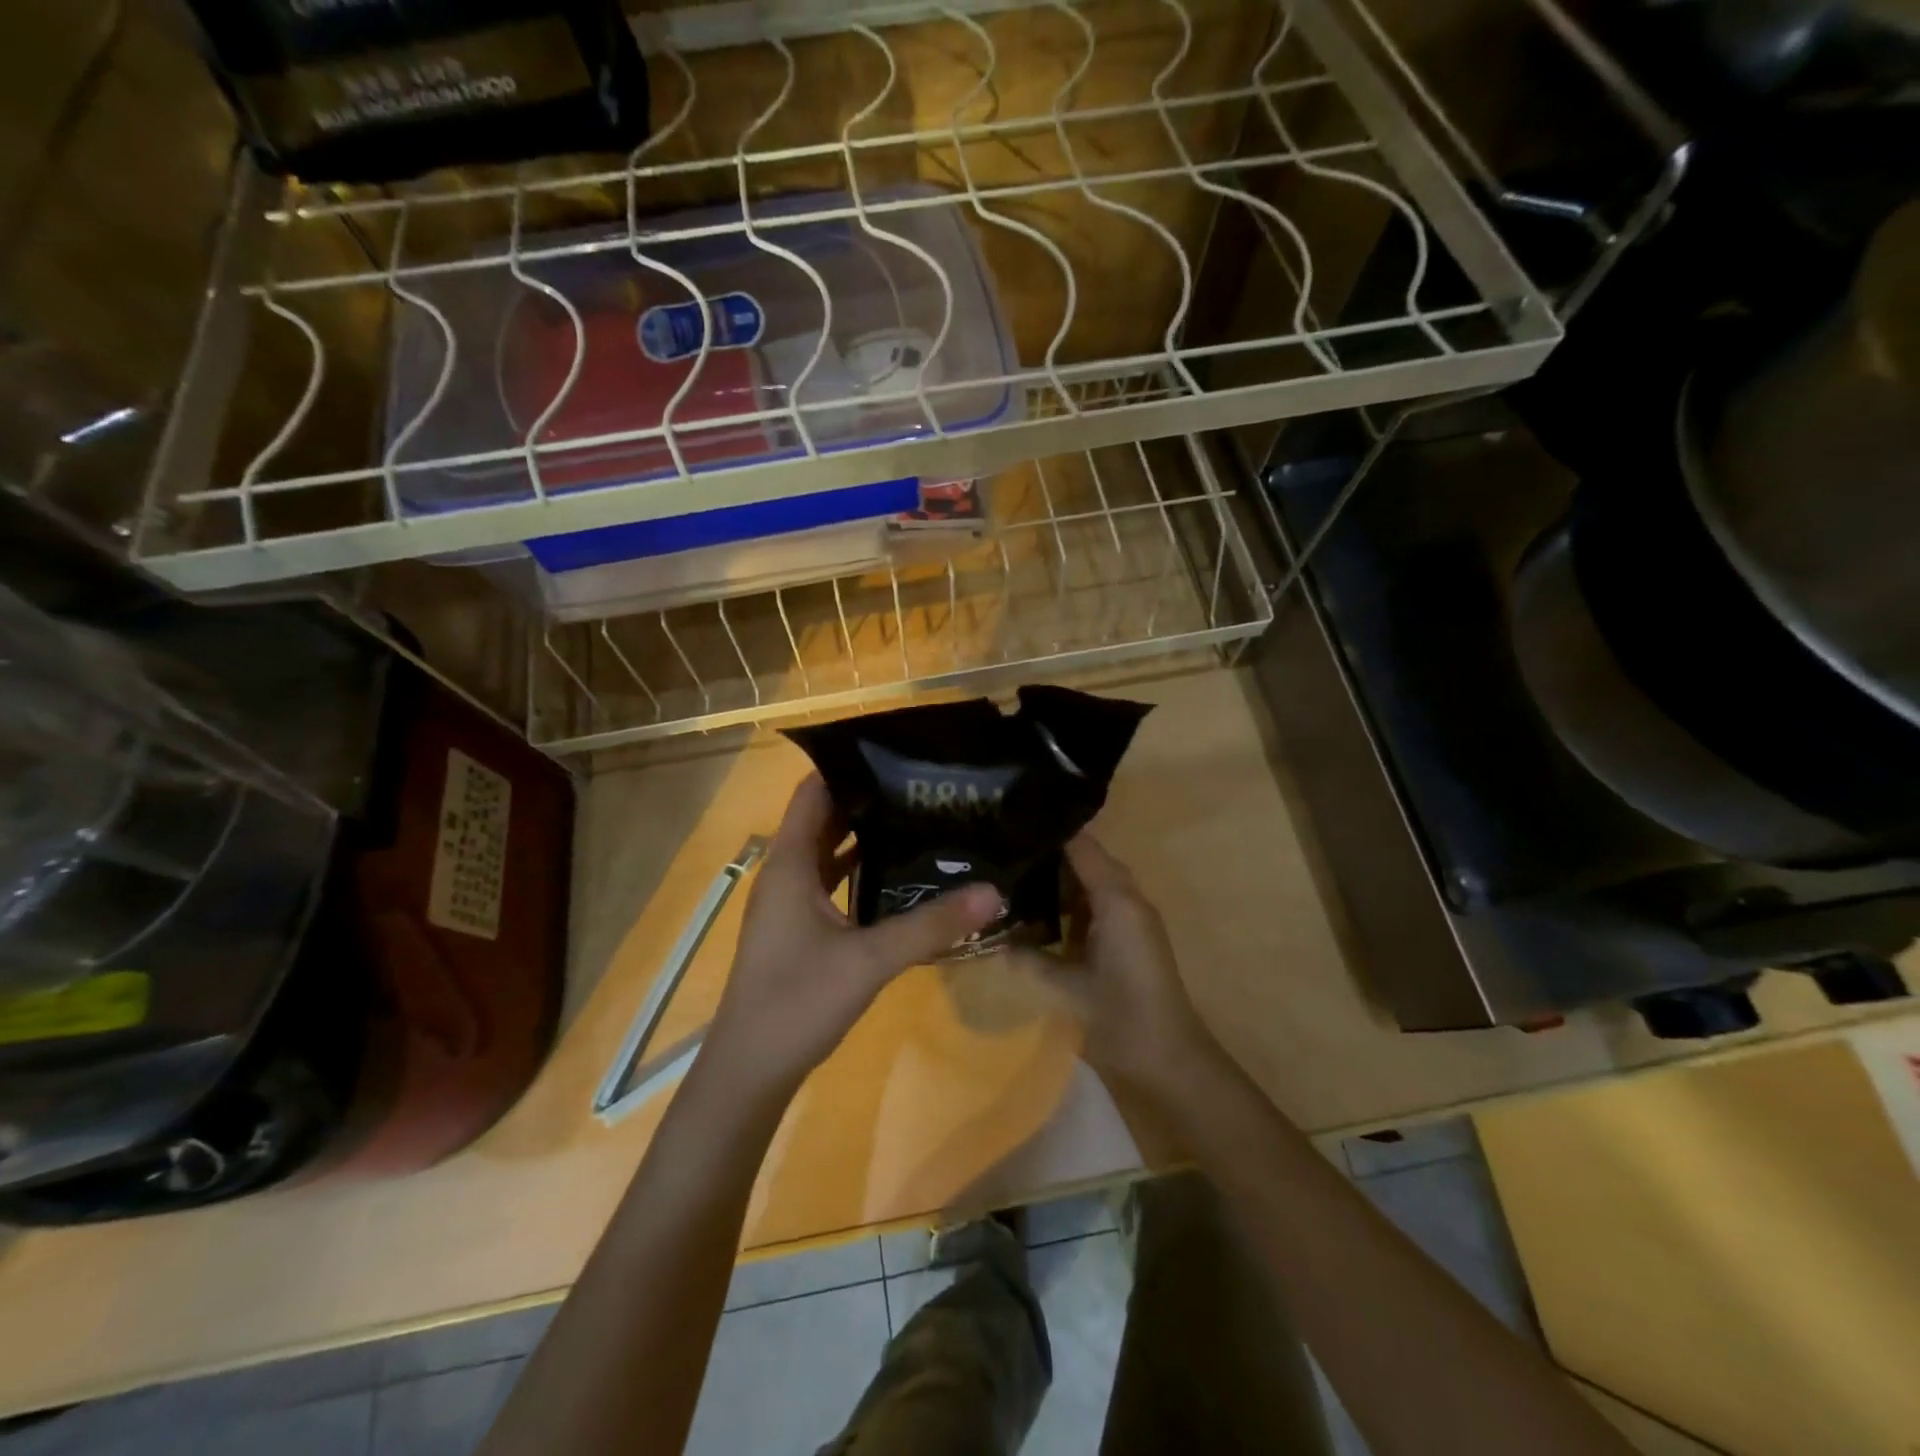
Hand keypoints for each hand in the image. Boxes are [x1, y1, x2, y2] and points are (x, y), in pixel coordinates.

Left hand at [703, 775, 1002, 1100]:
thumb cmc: (797, 1002)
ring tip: (921, 821)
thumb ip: (931, 925)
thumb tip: (994, 891)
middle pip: (825, 819)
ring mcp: (790, 904)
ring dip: (867, 837)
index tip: (898, 754)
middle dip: (869, 800)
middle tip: (925, 787)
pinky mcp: (799, 931)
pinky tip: (901, 878)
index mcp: (790, 863)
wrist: (750, 1072)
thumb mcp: (870, 960)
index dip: (848, 767)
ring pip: (830, 854)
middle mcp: (786, 874)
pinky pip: (832, 885)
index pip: (813, 792)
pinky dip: (861, 874)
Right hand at [1020, 833, 1218, 1095]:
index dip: (1049, 833)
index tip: (1012, 825)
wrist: (1170, 1060)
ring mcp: (1133, 918)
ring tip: (1014, 876)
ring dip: (1060, 880)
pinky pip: (1099, 905)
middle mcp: (1128, 900)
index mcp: (1116, 901)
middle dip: (1049, 855)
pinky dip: (1072, 903)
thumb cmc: (1121, 1017)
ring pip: (1093, 882)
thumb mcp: (1068, 987)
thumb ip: (1030, 959)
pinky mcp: (1132, 937)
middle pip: (1088, 860)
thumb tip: (993, 940)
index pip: (1082, 847)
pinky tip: (1041, 912)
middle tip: (1004, 852)